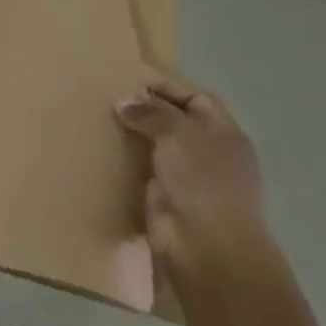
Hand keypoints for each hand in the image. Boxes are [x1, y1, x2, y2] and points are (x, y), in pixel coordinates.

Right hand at [115, 75, 272, 285]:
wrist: (206, 247)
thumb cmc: (202, 179)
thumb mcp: (177, 132)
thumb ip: (151, 111)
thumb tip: (124, 102)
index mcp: (225, 133)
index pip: (196, 98)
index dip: (166, 86)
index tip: (129, 78)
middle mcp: (211, 153)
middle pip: (176, 121)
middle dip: (146, 109)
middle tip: (108, 96)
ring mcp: (191, 178)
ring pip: (158, 145)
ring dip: (134, 134)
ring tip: (100, 118)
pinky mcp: (169, 198)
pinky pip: (145, 168)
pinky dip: (128, 158)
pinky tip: (104, 148)